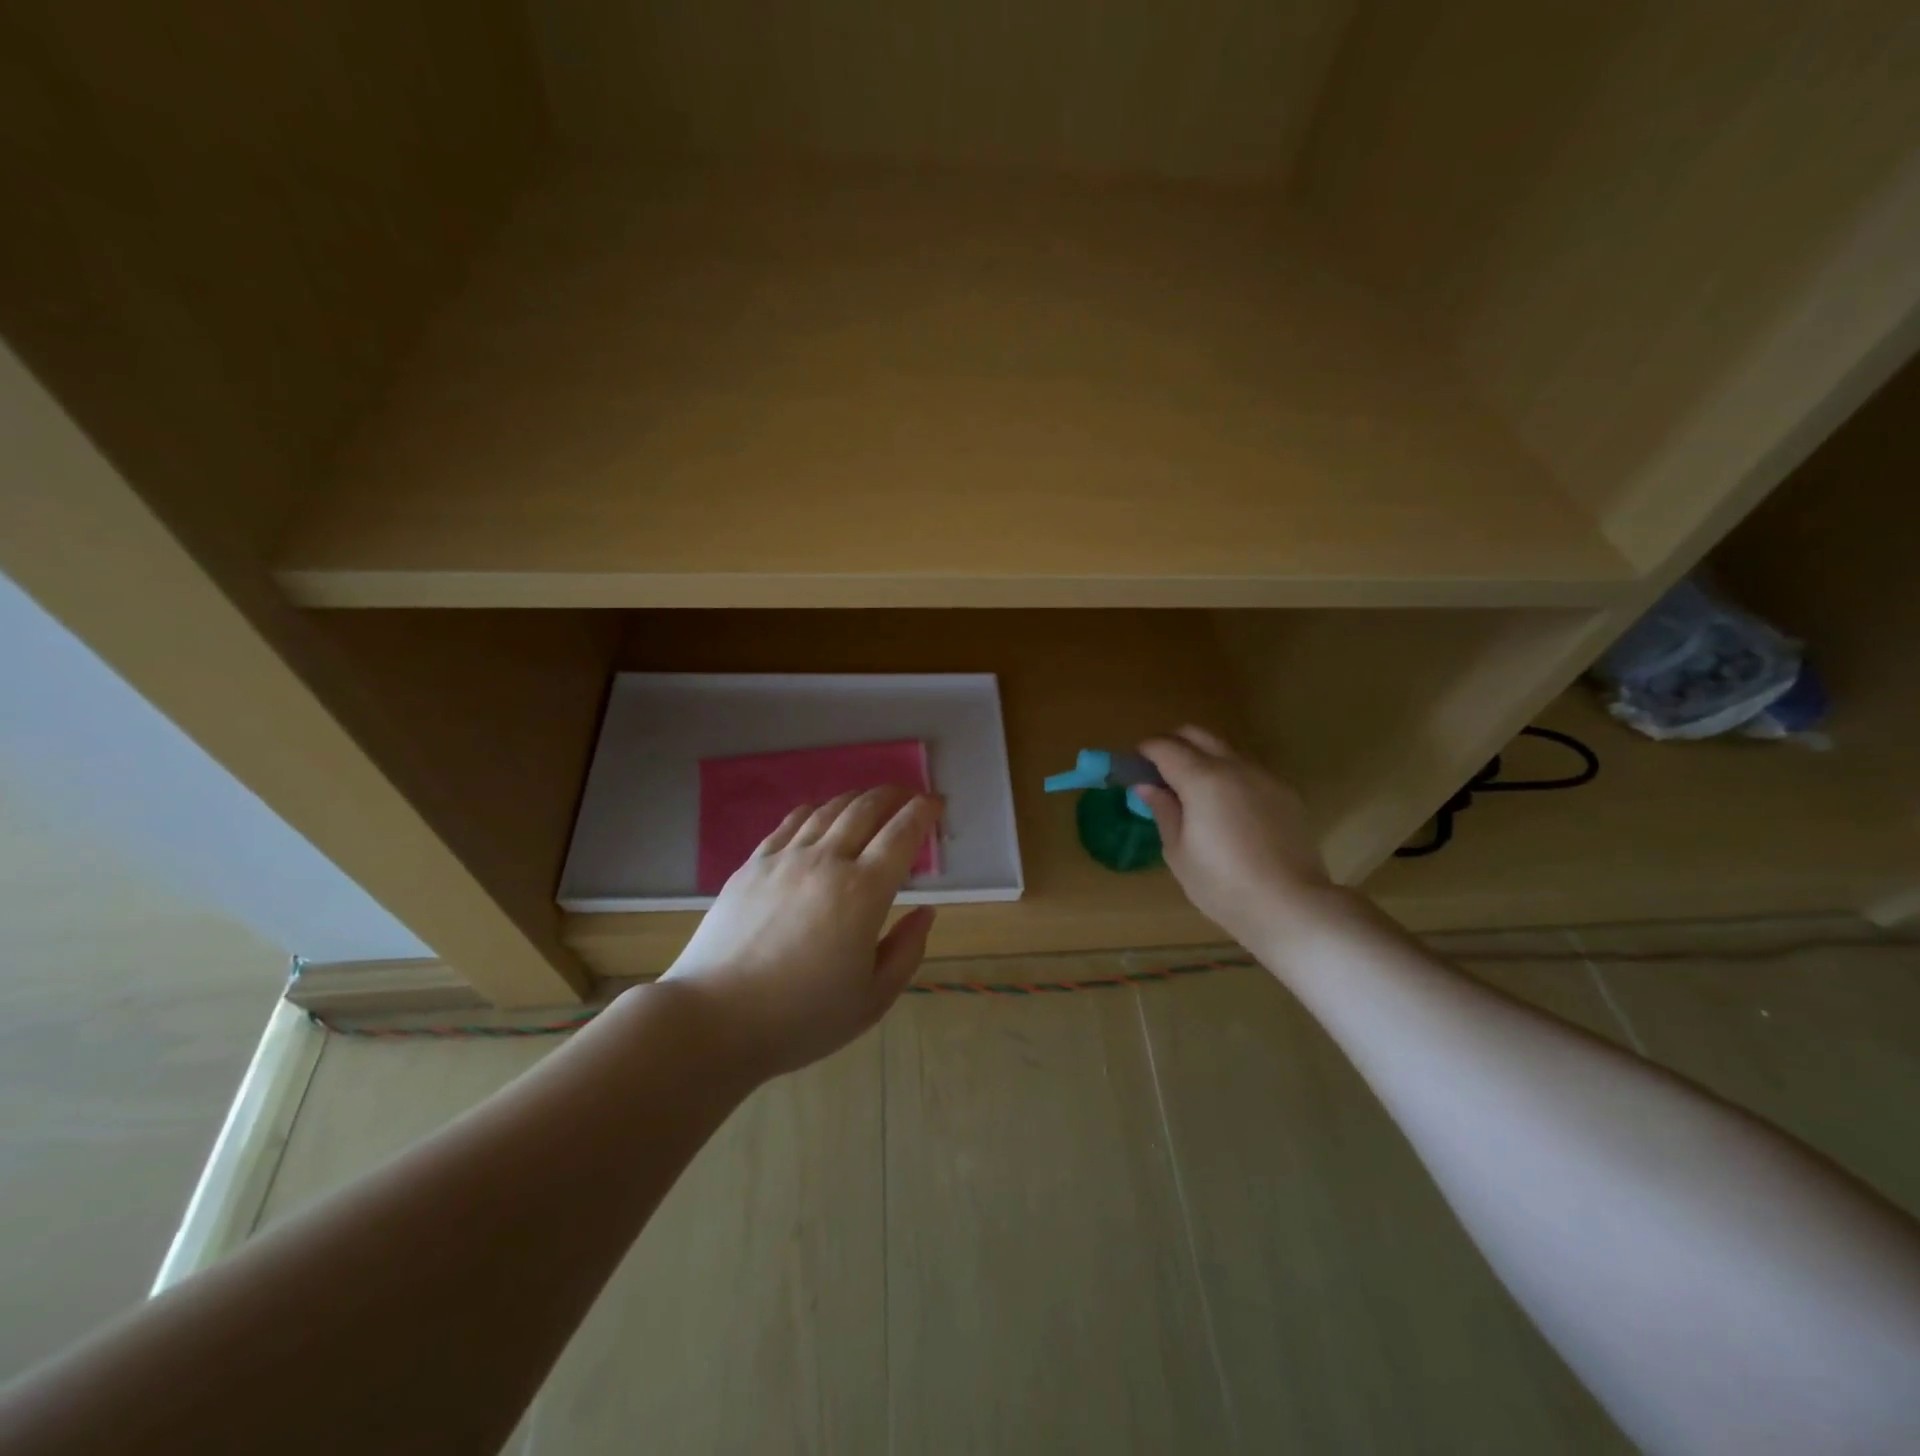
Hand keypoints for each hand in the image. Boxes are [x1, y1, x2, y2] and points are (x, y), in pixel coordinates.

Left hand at [660, 786, 942, 1078]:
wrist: (713, 1020)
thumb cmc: (801, 1018)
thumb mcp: (872, 999)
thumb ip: (907, 950)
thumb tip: (925, 911)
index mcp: (863, 892)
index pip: (902, 834)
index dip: (924, 812)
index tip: (937, 803)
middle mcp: (826, 861)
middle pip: (866, 809)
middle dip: (894, 795)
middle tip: (910, 795)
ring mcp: (784, 859)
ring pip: (829, 810)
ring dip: (858, 798)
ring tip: (872, 799)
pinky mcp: (752, 865)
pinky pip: (791, 823)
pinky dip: (816, 810)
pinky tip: (821, 813)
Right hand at [1135, 726, 1336, 948]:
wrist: (1290, 905)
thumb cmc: (1222, 884)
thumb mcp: (1178, 852)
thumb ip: (1163, 810)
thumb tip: (1147, 786)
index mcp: (1202, 779)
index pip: (1164, 747)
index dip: (1144, 752)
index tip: (1133, 767)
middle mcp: (1234, 766)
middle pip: (1196, 734)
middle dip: (1172, 744)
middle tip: (1158, 772)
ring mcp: (1264, 776)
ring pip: (1225, 749)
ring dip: (1202, 758)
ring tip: (1192, 791)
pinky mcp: (1285, 792)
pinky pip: (1248, 770)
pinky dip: (1228, 775)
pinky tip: (1226, 808)